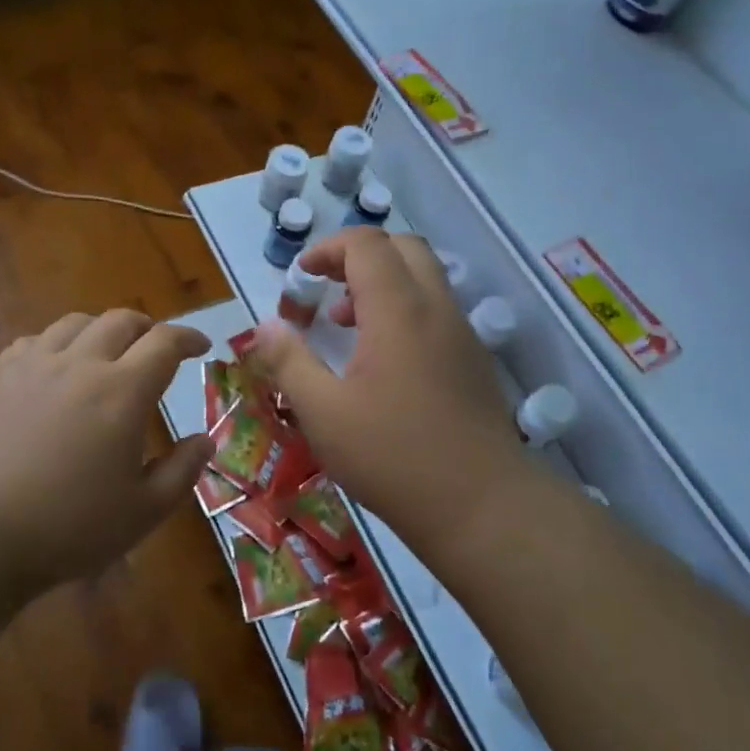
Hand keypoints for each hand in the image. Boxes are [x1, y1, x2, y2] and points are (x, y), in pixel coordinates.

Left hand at [0, 310, 213, 593]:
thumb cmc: (67, 527)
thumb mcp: (142, 512)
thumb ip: (181, 472)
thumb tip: (205, 441)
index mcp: (122, 392)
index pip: (164, 343)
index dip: (188, 338)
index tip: (201, 346)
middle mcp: (81, 365)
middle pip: (120, 321)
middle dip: (147, 328)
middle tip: (157, 347)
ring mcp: (34, 367)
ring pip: (75, 323)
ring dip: (102, 328)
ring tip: (108, 350)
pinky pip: (32, 341)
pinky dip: (55, 343)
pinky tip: (54, 365)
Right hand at [247, 228, 528, 547]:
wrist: (483, 506)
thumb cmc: (393, 457)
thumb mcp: (323, 413)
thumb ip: (289, 362)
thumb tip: (266, 326)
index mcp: (399, 310)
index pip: (366, 244)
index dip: (328, 249)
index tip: (302, 278)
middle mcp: (436, 309)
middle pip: (403, 248)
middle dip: (359, 257)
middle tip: (327, 291)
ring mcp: (461, 333)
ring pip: (424, 278)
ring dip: (383, 284)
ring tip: (347, 327)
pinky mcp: (473, 360)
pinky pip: (437, 310)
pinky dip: (404, 310)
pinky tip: (382, 363)